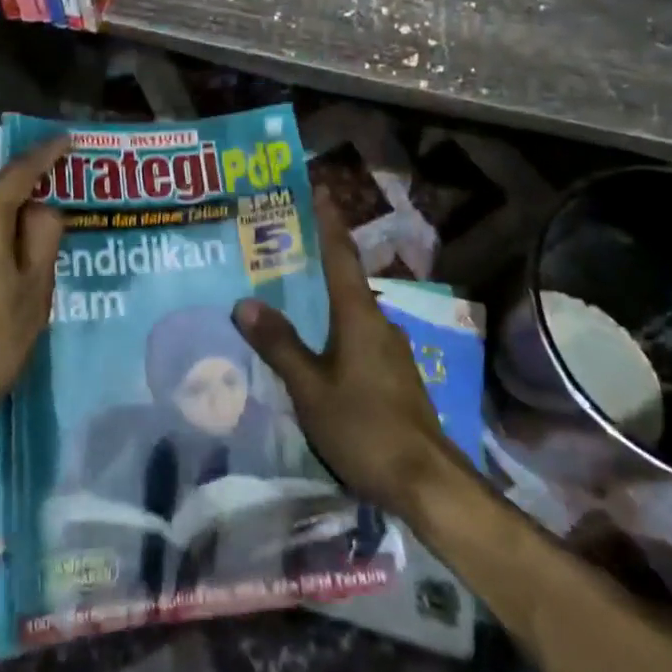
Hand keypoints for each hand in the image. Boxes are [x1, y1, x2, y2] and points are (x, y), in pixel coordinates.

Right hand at [234, 194, 453, 515]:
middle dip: (316, 258)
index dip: (328, 221)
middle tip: (279, 244)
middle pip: (344, 279)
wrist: (427, 482)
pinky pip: (356, 335)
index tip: (317, 189)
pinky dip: (332, 327)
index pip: (340, 254)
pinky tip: (312, 345)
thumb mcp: (311, 388)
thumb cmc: (365, 427)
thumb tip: (244, 302)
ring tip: (287, 293)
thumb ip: (279, 345)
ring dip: (323, 296)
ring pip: (350, 310)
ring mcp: (389, 350)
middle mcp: (378, 322)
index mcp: (358, 315)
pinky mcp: (393, 375)